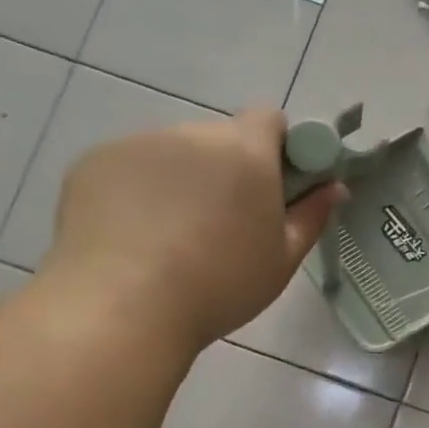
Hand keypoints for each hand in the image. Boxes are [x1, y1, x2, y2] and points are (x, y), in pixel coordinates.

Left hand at [45, 109, 342, 350]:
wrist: (121, 307)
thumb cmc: (219, 285)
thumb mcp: (282, 260)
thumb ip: (311, 216)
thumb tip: (335, 188)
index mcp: (246, 151)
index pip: (270, 119)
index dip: (278, 148)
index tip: (276, 188)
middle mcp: (193, 134)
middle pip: (220, 140)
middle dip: (228, 170)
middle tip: (224, 224)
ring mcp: (138, 144)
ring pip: (173, 154)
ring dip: (182, 180)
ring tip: (170, 238)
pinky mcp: (93, 162)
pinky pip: (131, 168)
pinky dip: (137, 191)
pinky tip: (131, 236)